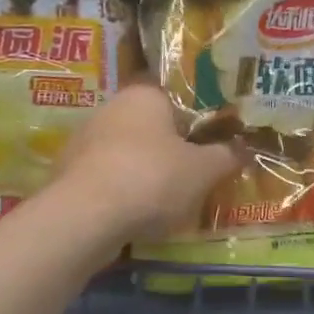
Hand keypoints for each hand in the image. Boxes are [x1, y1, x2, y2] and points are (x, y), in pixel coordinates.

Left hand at [52, 79, 242, 246]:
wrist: (84, 218)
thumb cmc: (152, 179)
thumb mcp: (204, 170)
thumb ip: (226, 156)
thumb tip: (244, 148)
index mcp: (145, 95)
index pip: (178, 97)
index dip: (199, 120)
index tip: (214, 142)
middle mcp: (111, 108)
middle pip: (153, 126)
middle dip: (174, 148)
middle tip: (198, 172)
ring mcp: (84, 141)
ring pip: (129, 153)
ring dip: (148, 171)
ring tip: (171, 200)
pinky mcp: (69, 173)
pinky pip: (108, 177)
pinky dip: (124, 191)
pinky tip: (138, 214)